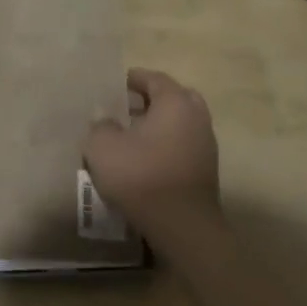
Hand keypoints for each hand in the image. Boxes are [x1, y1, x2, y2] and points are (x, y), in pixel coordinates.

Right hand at [82, 68, 221, 240]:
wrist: (181, 227)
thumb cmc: (141, 175)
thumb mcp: (102, 146)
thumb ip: (100, 125)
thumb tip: (105, 118)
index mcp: (175, 103)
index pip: (155, 79)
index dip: (133, 78)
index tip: (114, 85)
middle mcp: (196, 118)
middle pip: (175, 98)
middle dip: (151, 99)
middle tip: (126, 108)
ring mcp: (206, 146)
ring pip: (181, 123)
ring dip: (159, 124)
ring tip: (131, 135)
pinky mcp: (206, 171)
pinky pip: (184, 144)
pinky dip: (166, 144)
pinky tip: (144, 158)